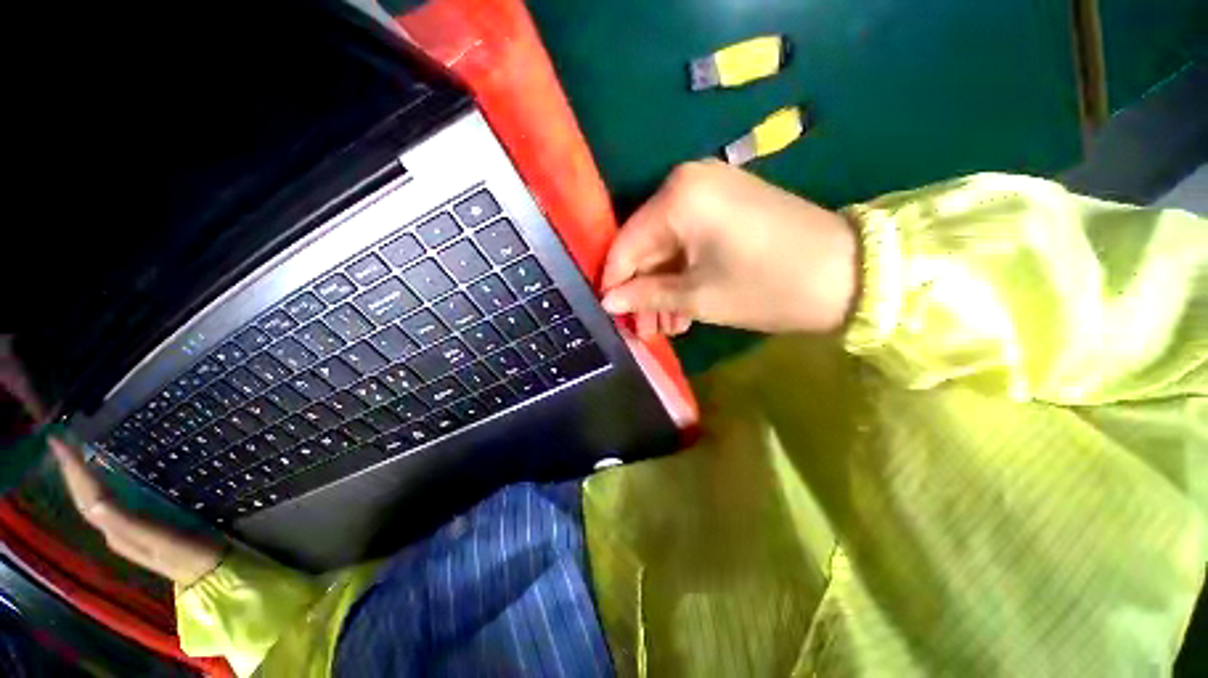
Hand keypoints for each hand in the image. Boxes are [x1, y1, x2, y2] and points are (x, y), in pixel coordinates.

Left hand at [51, 438, 223, 585]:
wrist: (211, 575)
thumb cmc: (189, 554)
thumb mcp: (162, 541)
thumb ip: (129, 527)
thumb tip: (95, 504)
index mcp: (117, 530)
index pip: (87, 496)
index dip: (73, 470)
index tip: (60, 441)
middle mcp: (114, 529)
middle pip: (86, 498)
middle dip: (71, 470)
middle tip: (61, 440)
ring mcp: (127, 531)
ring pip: (93, 501)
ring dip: (82, 478)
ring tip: (77, 455)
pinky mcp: (141, 528)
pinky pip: (109, 504)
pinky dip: (99, 487)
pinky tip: (106, 478)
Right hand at [601, 160, 858, 336]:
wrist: (849, 272)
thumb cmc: (768, 287)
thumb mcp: (699, 297)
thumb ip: (647, 295)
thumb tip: (609, 301)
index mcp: (677, 198)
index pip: (626, 244)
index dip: (615, 281)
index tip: (610, 313)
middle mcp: (686, 182)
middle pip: (646, 245)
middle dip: (642, 290)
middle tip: (643, 330)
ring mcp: (709, 190)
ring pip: (666, 246)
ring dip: (663, 287)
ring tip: (665, 327)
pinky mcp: (725, 204)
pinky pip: (687, 240)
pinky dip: (682, 274)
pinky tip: (682, 308)